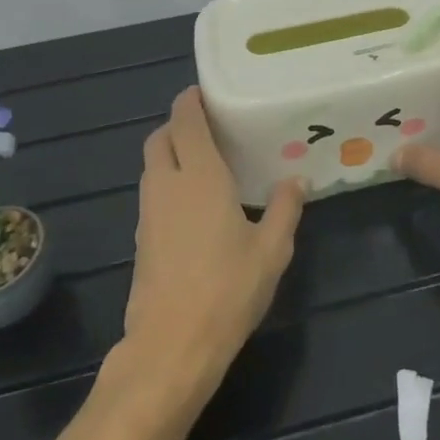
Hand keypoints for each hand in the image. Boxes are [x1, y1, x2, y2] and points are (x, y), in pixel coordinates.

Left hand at [121, 87, 304, 389]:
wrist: (171, 346)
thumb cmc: (228, 290)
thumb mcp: (272, 250)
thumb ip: (285, 208)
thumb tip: (297, 179)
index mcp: (200, 176)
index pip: (185, 121)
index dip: (191, 101)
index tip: (206, 93)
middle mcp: (167, 185)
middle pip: (159, 138)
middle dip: (178, 125)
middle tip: (210, 128)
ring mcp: (148, 213)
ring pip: (152, 166)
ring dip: (171, 154)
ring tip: (205, 163)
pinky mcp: (141, 239)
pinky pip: (152, 193)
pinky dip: (167, 183)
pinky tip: (194, 204)